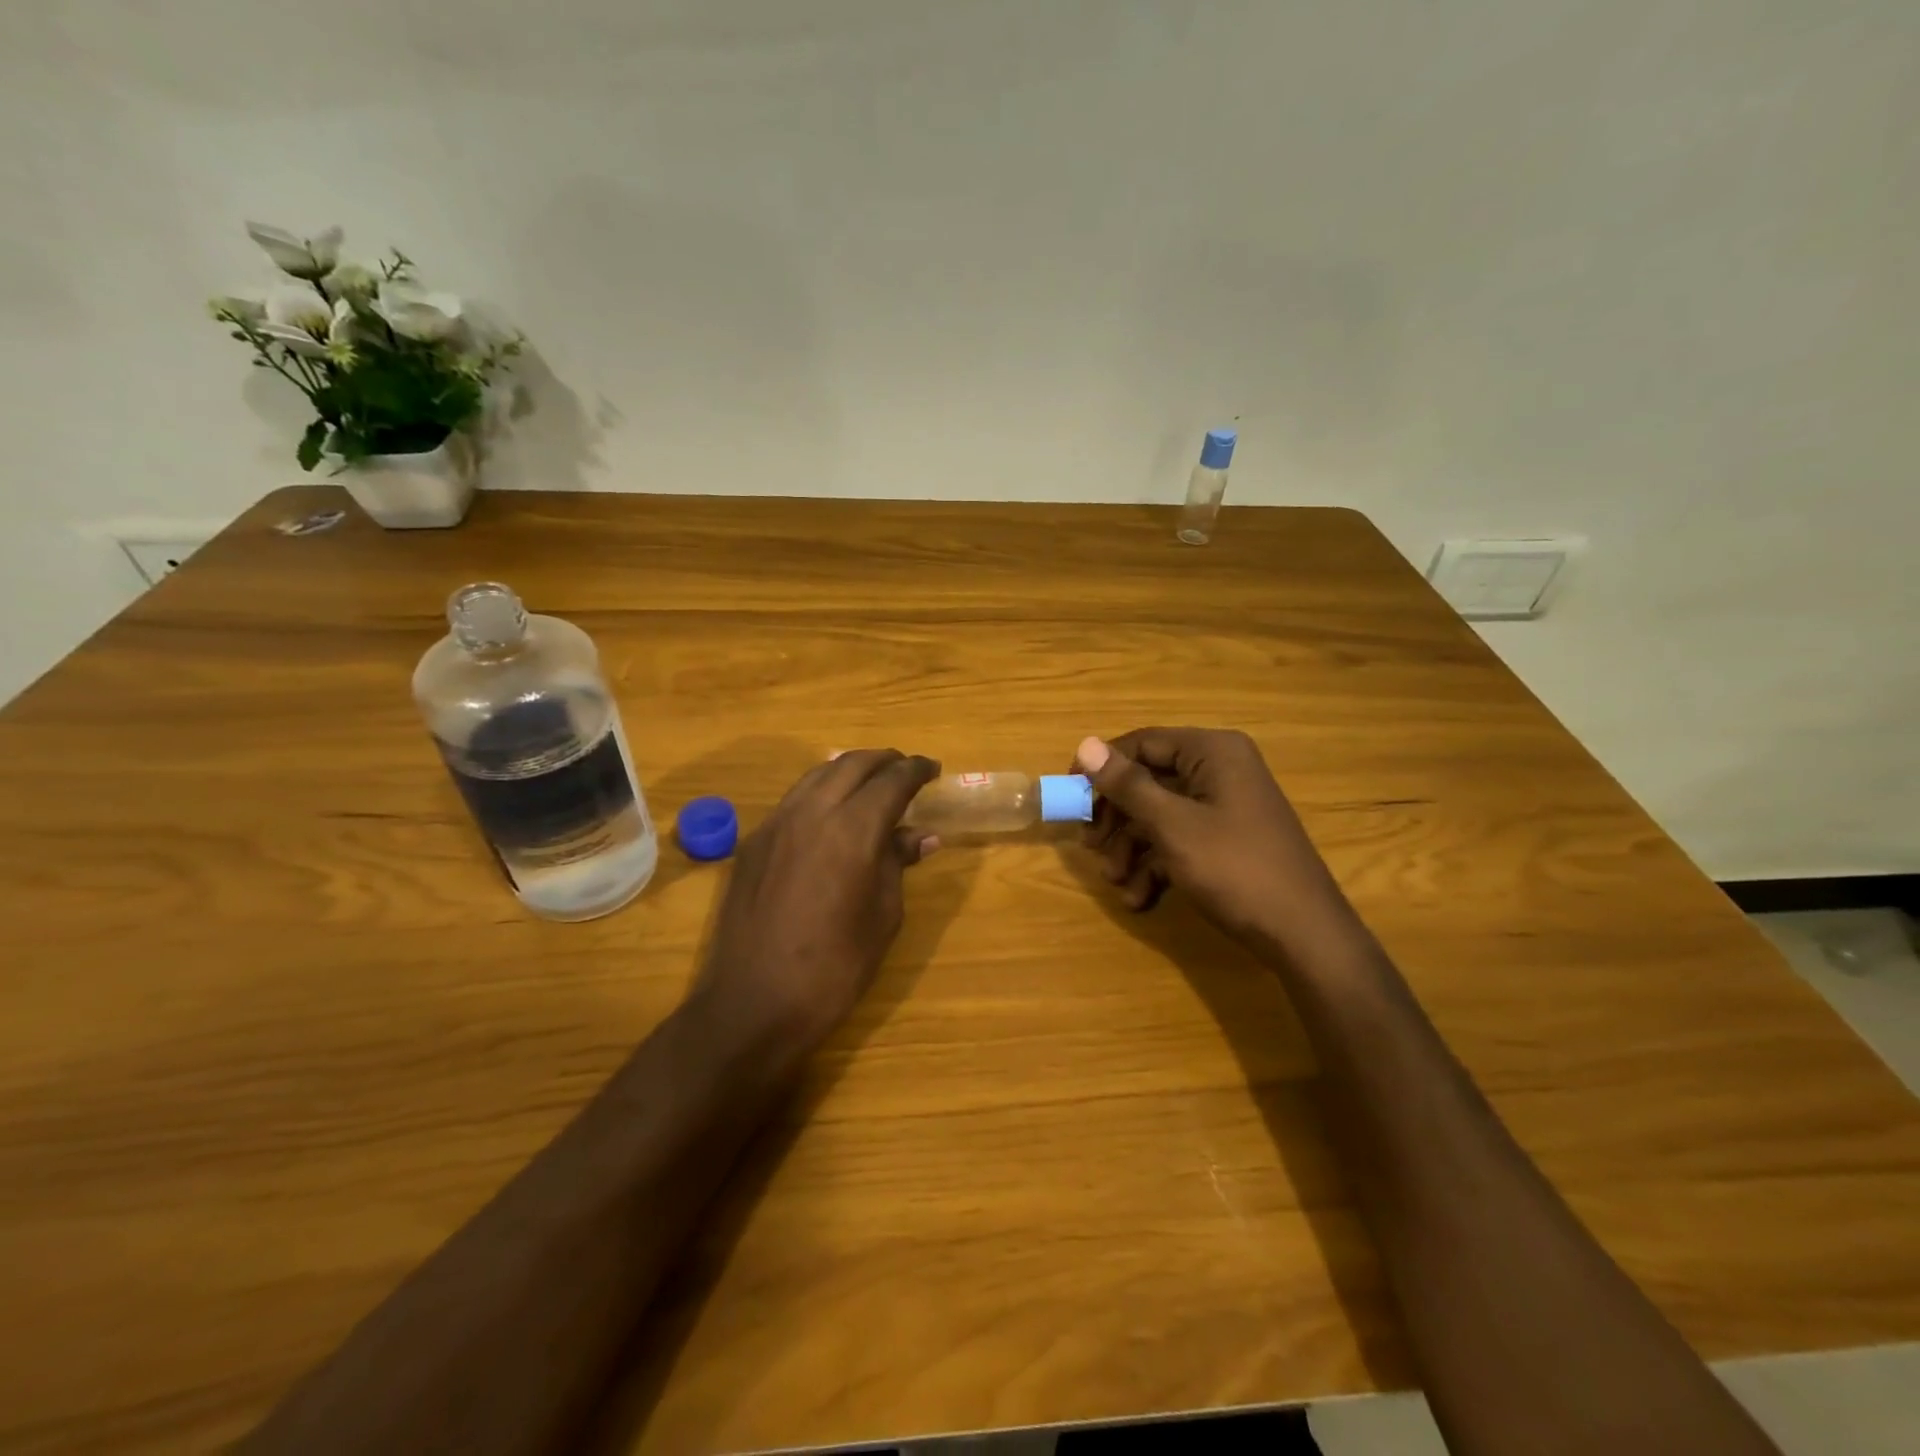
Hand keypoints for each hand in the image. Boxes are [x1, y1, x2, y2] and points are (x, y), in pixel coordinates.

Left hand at [697, 749, 940, 1054]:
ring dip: (849, 770)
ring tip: (871, 783)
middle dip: (885, 761)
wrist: (753, 1003)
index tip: (933, 770)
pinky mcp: (754, 842)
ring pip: (818, 775)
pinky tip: (831, 812)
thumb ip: (897, 864)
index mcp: (852, 830)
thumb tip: (920, 835)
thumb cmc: (833, 968)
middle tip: (906, 770)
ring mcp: (776, 824)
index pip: (892, 781)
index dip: (916, 770)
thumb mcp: (882, 918)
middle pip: (852, 764)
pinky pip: (794, 799)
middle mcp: (811, 812)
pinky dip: (821, 791)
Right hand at [1075, 728, 1361, 960]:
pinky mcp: (1227, 840)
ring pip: (1159, 816)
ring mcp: (1225, 807)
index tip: (1070, 797)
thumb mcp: (1172, 825)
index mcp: (1212, 752)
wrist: (1304, 935)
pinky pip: (1179, 840)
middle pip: (1148, 781)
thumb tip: (1085, 744)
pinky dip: (1155, 866)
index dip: (1101, 769)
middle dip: (1116, 819)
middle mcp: (1219, 770)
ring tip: (1117, 883)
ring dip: (1131, 849)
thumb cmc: (1235, 868)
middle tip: (1090, 846)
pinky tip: (1139, 899)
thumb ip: (1127, 785)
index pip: (1142, 744)